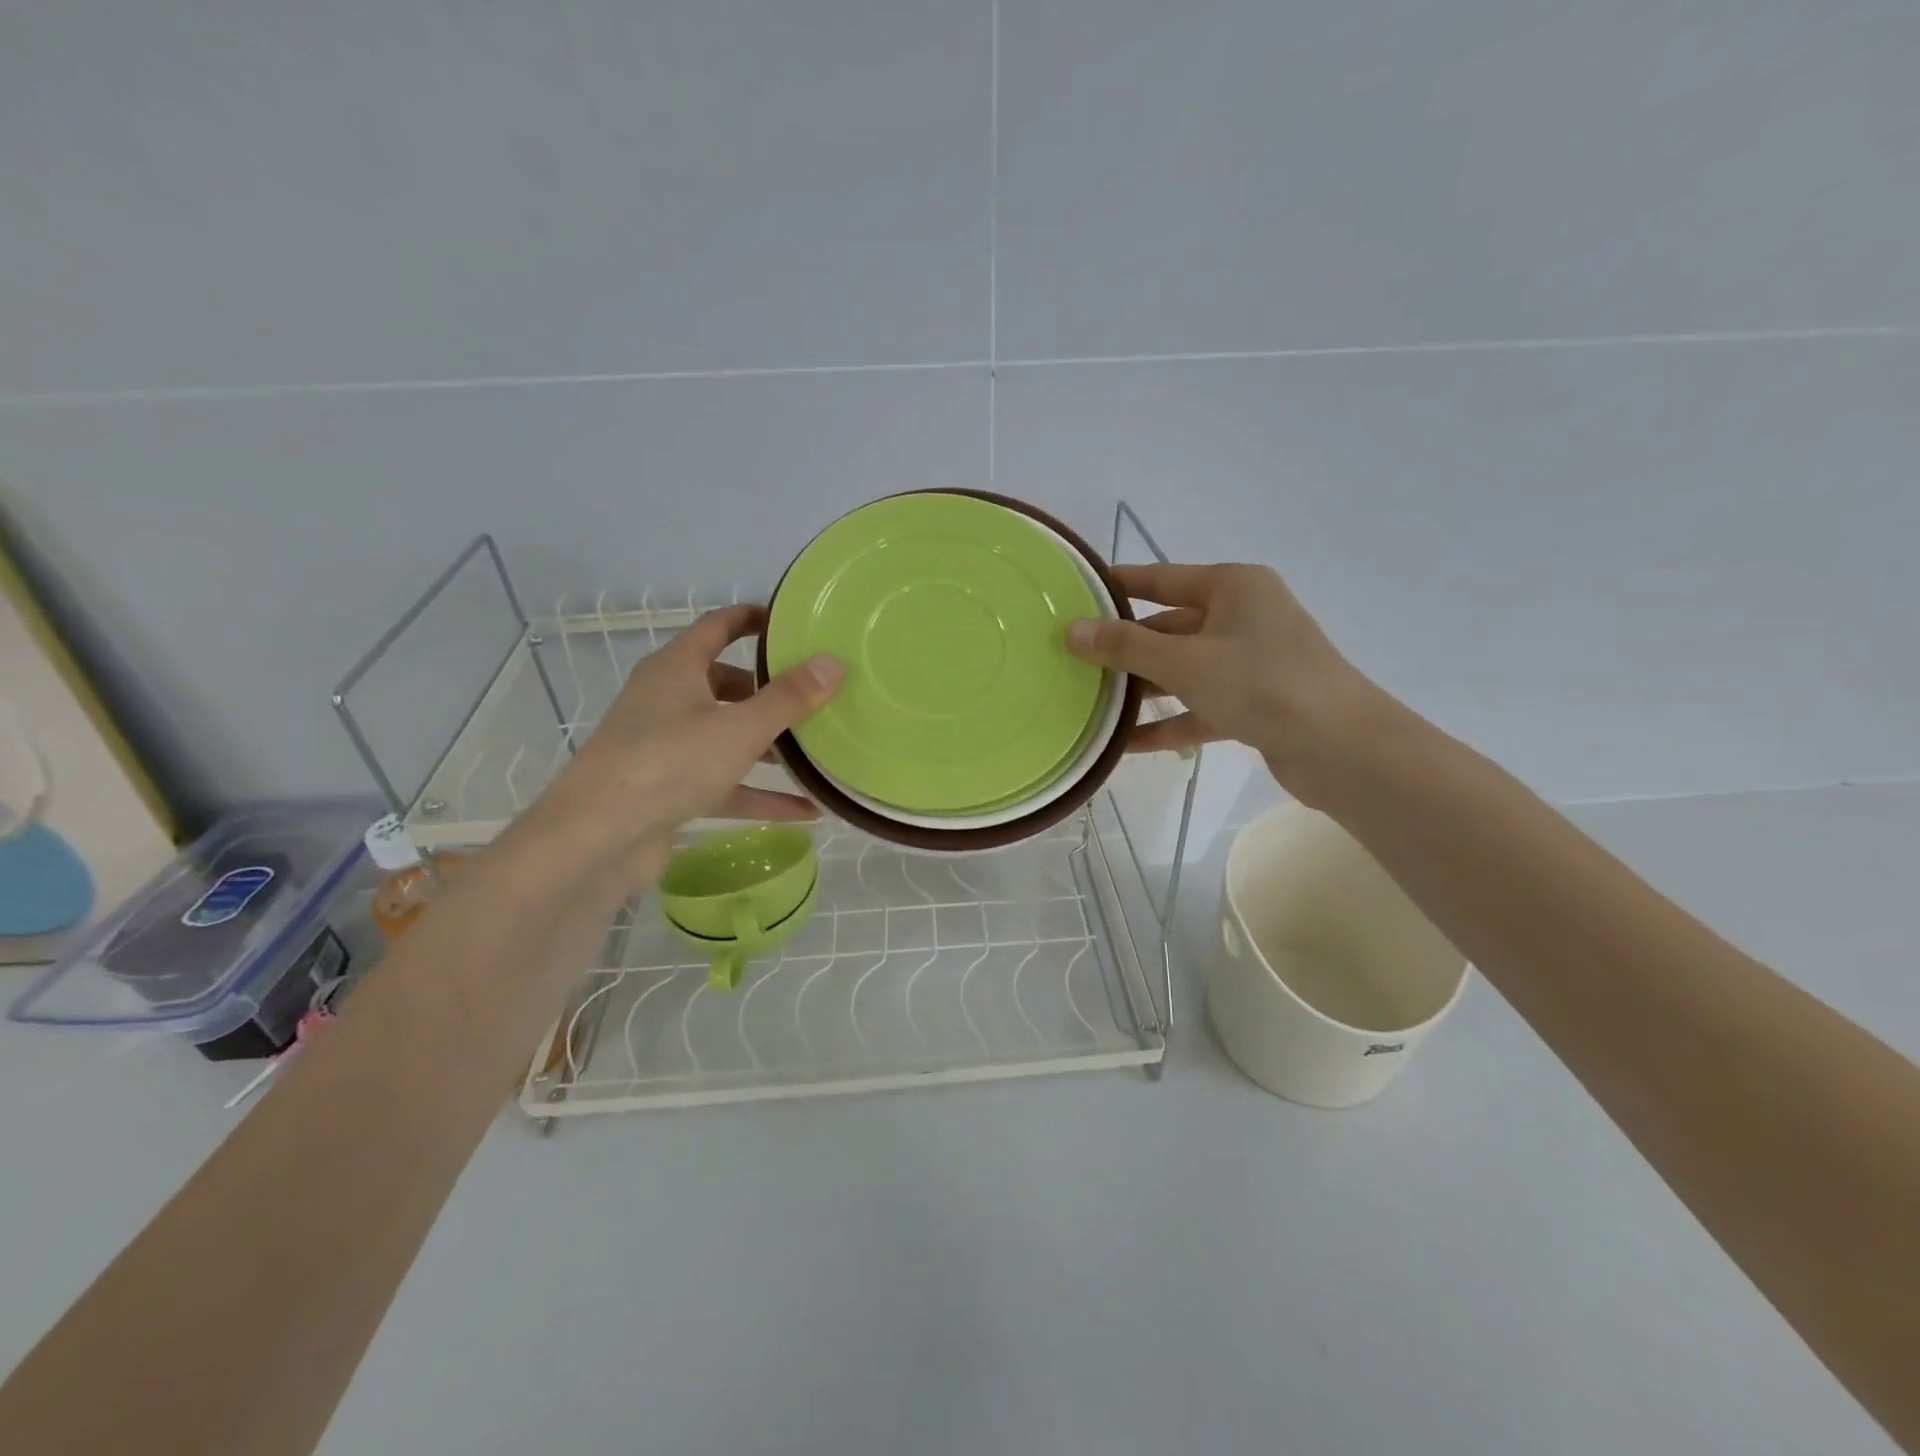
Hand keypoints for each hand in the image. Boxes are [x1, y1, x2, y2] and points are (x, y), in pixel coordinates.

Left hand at [524, 605, 842, 890]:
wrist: (597, 838)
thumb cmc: (669, 762)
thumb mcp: (740, 727)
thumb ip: (789, 698)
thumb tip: (833, 662)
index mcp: (676, 668)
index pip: (718, 626)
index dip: (754, 619)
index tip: (792, 624)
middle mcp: (668, 700)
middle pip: (726, 685)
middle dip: (770, 692)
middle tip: (815, 695)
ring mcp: (667, 747)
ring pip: (727, 737)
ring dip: (769, 746)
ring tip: (817, 752)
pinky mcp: (670, 790)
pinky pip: (725, 783)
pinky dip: (760, 793)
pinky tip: (807, 809)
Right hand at [1066, 562, 1387, 799]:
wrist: (1342, 748)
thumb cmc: (1260, 683)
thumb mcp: (1184, 661)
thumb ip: (1125, 647)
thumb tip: (1072, 630)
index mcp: (1233, 587)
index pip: (1162, 578)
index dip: (1120, 584)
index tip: (1079, 591)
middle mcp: (1243, 618)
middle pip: (1170, 627)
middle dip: (1125, 647)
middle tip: (1074, 659)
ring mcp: (1251, 663)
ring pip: (1183, 670)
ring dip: (1143, 688)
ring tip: (1091, 702)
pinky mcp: (1255, 704)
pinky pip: (1199, 707)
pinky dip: (1168, 722)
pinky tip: (1126, 743)